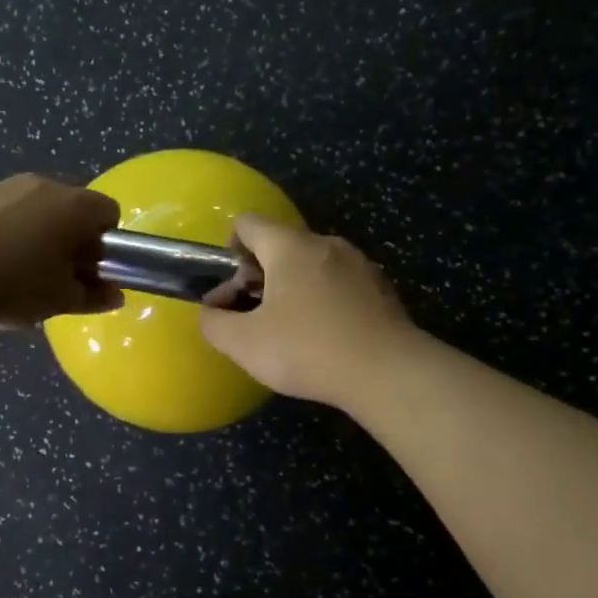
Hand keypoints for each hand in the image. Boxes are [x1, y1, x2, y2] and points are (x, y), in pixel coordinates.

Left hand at [0, 175, 122, 326]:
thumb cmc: (14, 283)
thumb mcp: (61, 298)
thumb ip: (93, 295)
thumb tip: (115, 294)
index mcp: (74, 205)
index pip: (109, 212)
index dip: (107, 242)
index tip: (92, 270)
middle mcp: (44, 184)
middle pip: (72, 207)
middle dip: (73, 237)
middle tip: (60, 275)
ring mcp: (6, 187)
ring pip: (37, 208)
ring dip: (39, 233)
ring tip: (21, 271)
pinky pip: (6, 212)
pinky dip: (8, 231)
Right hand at [199, 216, 416, 407]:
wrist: (388, 373)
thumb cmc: (308, 350)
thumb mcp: (245, 344)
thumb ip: (215, 324)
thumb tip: (210, 313)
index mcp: (290, 247)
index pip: (248, 223)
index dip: (230, 249)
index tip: (232, 287)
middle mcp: (326, 244)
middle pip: (281, 245)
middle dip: (260, 275)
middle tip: (254, 316)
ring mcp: (359, 264)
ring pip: (312, 265)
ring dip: (294, 289)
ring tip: (291, 331)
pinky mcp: (381, 288)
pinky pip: (340, 284)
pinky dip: (324, 301)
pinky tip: (326, 338)